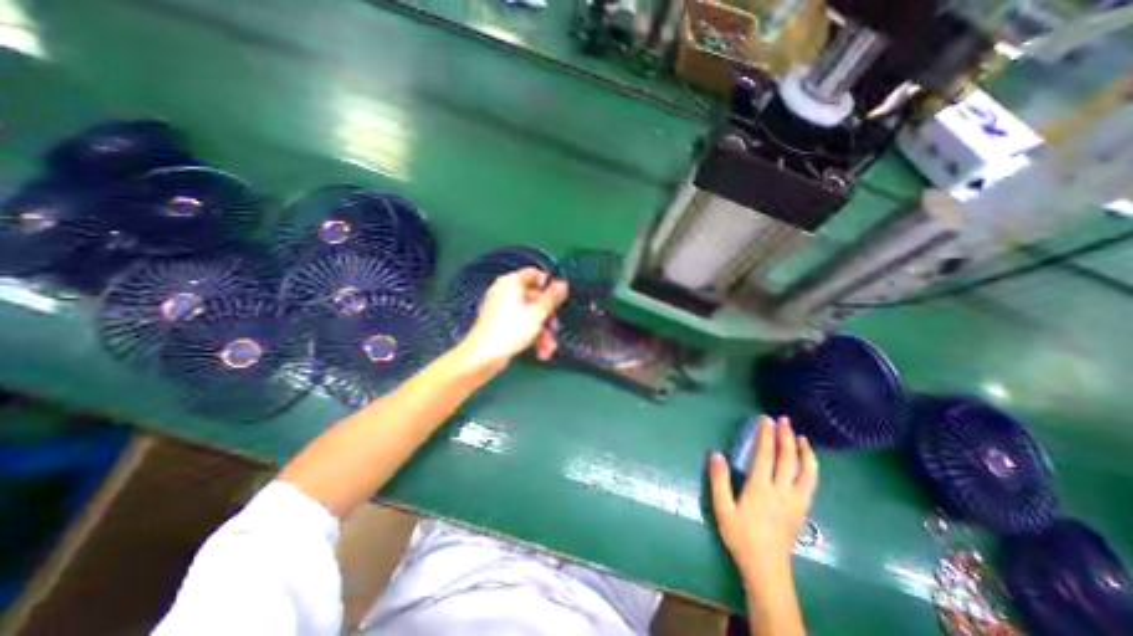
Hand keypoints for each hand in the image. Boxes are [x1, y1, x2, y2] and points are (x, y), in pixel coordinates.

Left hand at [458, 265, 571, 372]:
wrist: (483, 357)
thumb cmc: (510, 330)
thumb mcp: (537, 313)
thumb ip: (552, 298)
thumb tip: (563, 282)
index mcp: (511, 283)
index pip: (534, 274)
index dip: (548, 285)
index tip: (559, 299)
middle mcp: (506, 293)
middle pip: (535, 298)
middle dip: (548, 317)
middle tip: (554, 328)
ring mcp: (503, 310)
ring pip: (531, 315)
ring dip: (543, 332)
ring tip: (548, 348)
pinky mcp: (502, 325)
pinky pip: (522, 325)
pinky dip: (532, 337)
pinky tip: (541, 353)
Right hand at [706, 415, 814, 582]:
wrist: (766, 568)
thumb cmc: (741, 536)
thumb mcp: (723, 508)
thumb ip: (719, 480)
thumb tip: (716, 454)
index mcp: (761, 489)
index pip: (765, 456)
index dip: (766, 436)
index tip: (765, 419)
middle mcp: (782, 491)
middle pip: (788, 459)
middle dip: (786, 437)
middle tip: (784, 420)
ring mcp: (796, 501)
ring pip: (806, 472)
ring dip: (804, 451)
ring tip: (801, 437)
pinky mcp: (802, 509)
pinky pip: (811, 483)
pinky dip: (811, 467)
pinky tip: (807, 461)